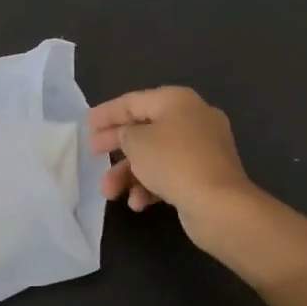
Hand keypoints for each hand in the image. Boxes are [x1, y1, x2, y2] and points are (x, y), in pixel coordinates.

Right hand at [87, 87, 277, 261]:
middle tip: (93, 155)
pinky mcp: (206, 174)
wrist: (220, 205)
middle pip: (145, 128)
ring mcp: (203, 148)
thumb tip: (129, 136)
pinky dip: (152, 185)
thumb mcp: (137, 142)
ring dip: (130, 173)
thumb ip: (125, 133)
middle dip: (116, 145)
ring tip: (109, 193)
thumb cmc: (173, 162)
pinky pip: (171, 173)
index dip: (107, 113)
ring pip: (156, 155)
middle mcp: (192, 118)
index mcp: (177, 100)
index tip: (86, 125)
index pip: (133, 101)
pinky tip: (138, 204)